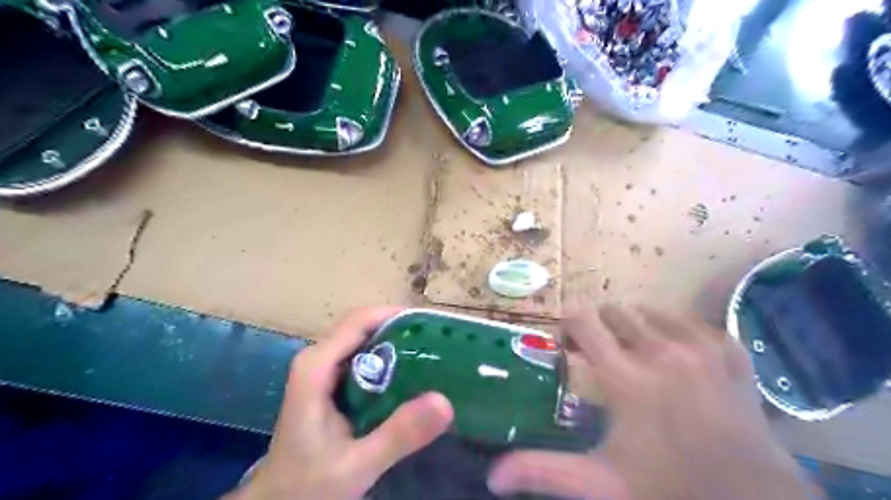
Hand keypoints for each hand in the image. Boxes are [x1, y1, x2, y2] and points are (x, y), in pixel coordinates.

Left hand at [226, 307, 454, 499]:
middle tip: (439, 342)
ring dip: (396, 343)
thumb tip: (445, 401)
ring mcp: (322, 370)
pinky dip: (388, 361)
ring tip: (432, 355)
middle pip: (363, 326)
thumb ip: (398, 434)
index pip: (359, 321)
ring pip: (364, 341)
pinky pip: (363, 358)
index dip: (396, 315)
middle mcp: (318, 359)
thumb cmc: (308, 485)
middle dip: (401, 329)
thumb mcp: (357, 464)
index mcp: (316, 366)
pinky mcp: (329, 384)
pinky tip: (411, 377)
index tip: (432, 324)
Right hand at [487, 303, 812, 499]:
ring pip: (651, 311)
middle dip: (598, 326)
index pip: (584, 321)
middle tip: (598, 353)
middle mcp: (661, 352)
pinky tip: (673, 353)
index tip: (565, 343)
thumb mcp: (600, 484)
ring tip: (633, 353)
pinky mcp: (729, 352)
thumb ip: (543, 471)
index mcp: (626, 378)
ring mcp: (700, 348)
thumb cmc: (669, 491)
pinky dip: (675, 330)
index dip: (568, 324)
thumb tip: (491, 477)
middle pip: (615, 311)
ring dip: (634, 326)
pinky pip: (691, 322)